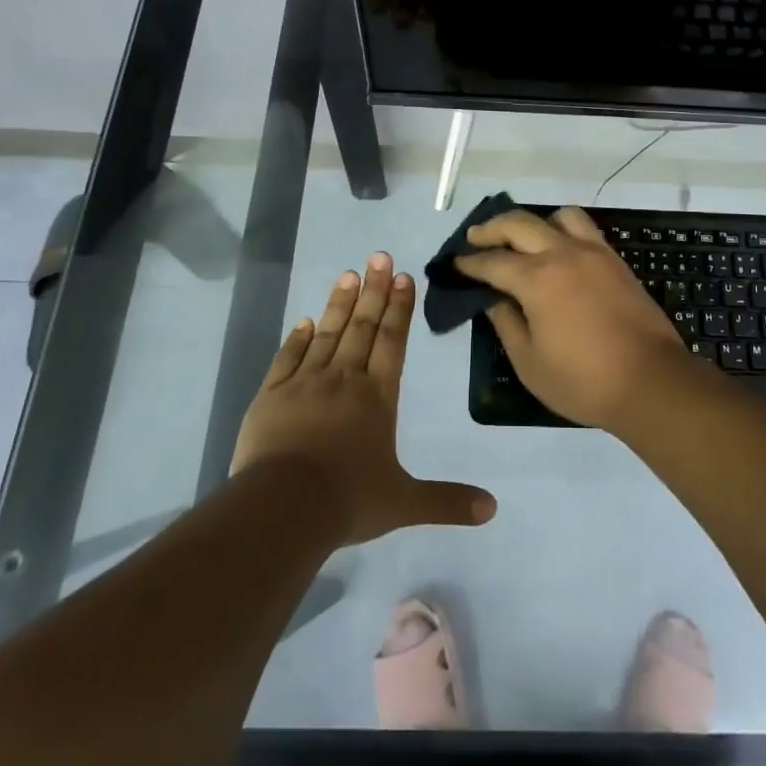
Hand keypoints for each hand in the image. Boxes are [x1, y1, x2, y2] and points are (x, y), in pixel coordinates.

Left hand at [232, 254, 496, 544]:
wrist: (282, 508)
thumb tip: (493, 509)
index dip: (400, 308)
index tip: (404, 277)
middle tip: (379, 256)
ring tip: (349, 274)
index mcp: (377, 397)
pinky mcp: (271, 396)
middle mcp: (344, 380)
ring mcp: (305, 384)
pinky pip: (288, 358)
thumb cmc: (347, 501)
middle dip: (374, 290)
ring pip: (328, 334)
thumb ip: (447, 501)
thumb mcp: (403, 503)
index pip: (393, 342)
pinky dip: (298, 337)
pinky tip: (306, 320)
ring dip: (341, 303)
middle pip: (363, 327)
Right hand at [454, 207, 693, 430]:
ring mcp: (593, 252)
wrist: (651, 381)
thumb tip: (494, 299)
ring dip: (533, 222)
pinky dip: (563, 229)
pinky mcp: (615, 260)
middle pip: (519, 223)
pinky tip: (557, 250)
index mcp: (536, 279)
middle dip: (490, 229)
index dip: (469, 262)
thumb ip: (506, 323)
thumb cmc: (583, 380)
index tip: (454, 264)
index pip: (492, 261)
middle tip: (474, 239)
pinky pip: (584, 228)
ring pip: (557, 216)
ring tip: (522, 239)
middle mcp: (563, 253)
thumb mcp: (529, 362)